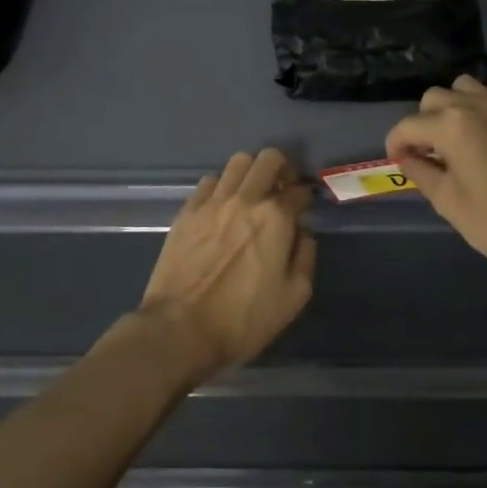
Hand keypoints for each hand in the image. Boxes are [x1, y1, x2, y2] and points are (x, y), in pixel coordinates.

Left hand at [138, 148, 315, 381]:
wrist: (180, 329)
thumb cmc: (243, 319)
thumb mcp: (294, 297)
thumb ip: (305, 256)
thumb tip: (302, 232)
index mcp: (276, 218)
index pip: (299, 191)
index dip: (306, 198)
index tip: (304, 209)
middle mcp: (246, 199)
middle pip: (269, 159)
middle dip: (282, 168)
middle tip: (281, 189)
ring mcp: (213, 202)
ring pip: (238, 162)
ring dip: (251, 172)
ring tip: (252, 193)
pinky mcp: (187, 212)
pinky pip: (209, 182)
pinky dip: (221, 187)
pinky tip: (222, 206)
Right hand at [386, 75, 486, 284]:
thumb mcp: (450, 203)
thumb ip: (422, 173)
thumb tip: (407, 158)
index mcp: (452, 126)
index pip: (409, 125)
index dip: (395, 143)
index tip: (397, 161)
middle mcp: (477, 105)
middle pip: (434, 98)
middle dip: (422, 123)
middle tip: (426, 154)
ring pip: (464, 88)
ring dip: (451, 108)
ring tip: (455, 140)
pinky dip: (480, 109)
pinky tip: (485, 138)